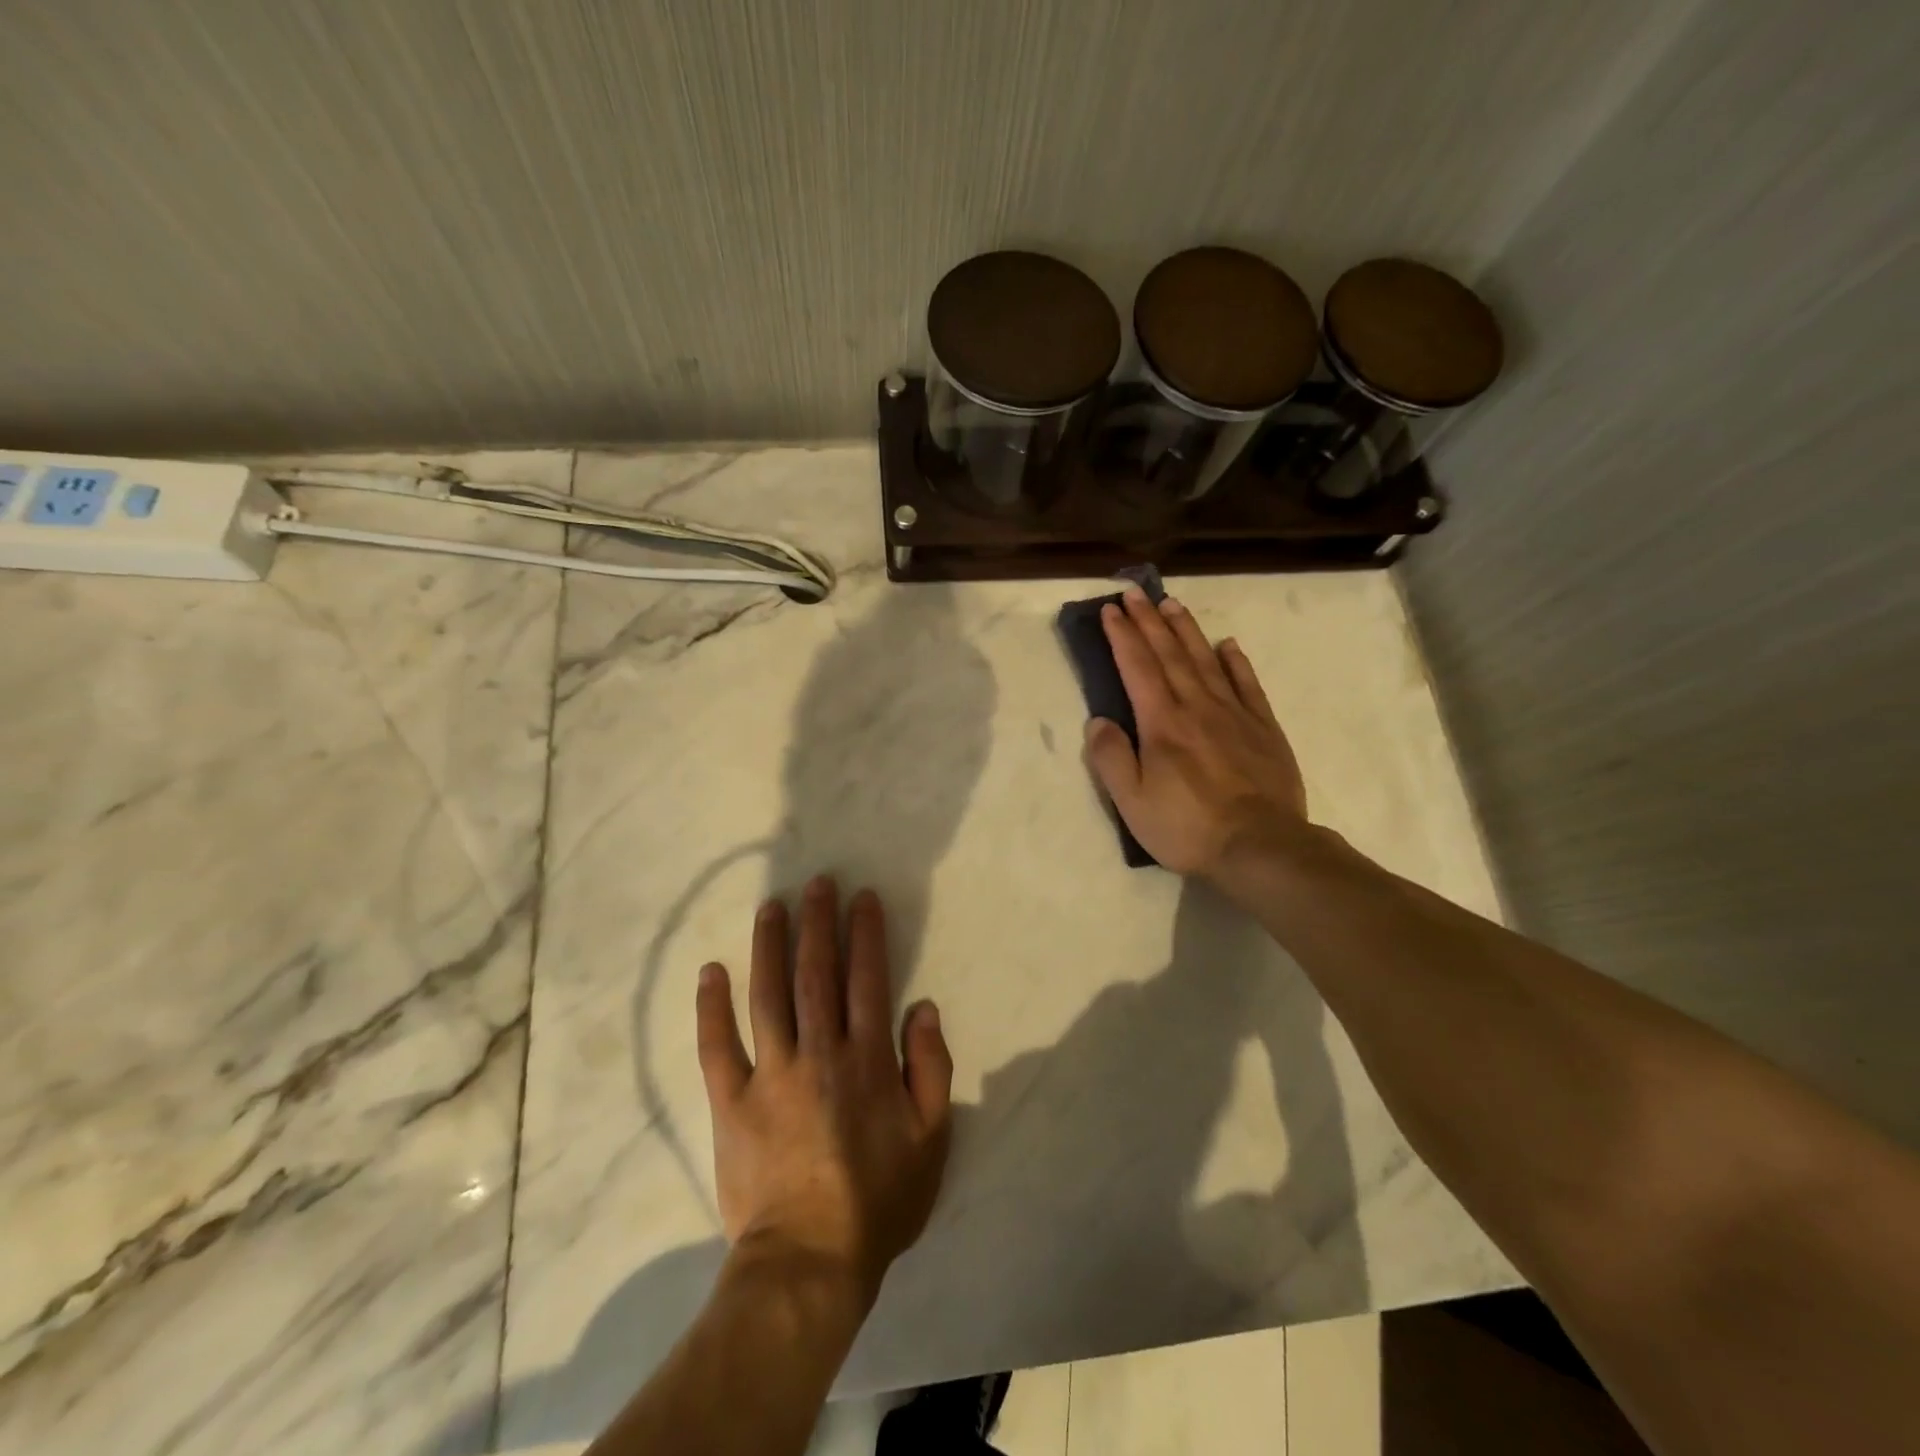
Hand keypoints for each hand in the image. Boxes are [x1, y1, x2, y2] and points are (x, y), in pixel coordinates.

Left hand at [695, 877, 953, 1303]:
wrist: (808, 1263)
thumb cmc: (877, 1200)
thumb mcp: (931, 1139)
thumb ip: (931, 1069)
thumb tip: (924, 1008)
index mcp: (866, 1058)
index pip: (867, 978)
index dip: (866, 933)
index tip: (862, 897)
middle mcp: (818, 1052)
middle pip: (816, 972)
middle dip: (817, 922)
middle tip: (817, 882)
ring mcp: (769, 1074)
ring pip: (767, 994)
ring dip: (769, 945)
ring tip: (771, 906)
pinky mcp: (730, 1101)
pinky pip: (716, 1046)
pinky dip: (711, 1006)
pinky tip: (711, 970)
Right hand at [1084, 588, 1309, 884]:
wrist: (1261, 846)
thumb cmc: (1187, 827)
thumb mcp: (1132, 802)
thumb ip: (1111, 758)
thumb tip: (1098, 721)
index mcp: (1162, 723)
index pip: (1137, 667)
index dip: (1122, 636)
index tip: (1110, 609)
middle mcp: (1197, 706)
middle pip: (1169, 653)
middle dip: (1149, 620)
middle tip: (1135, 592)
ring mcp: (1234, 714)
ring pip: (1206, 660)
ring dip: (1186, 629)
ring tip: (1171, 604)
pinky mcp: (1263, 727)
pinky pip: (1247, 684)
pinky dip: (1235, 661)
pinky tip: (1227, 645)